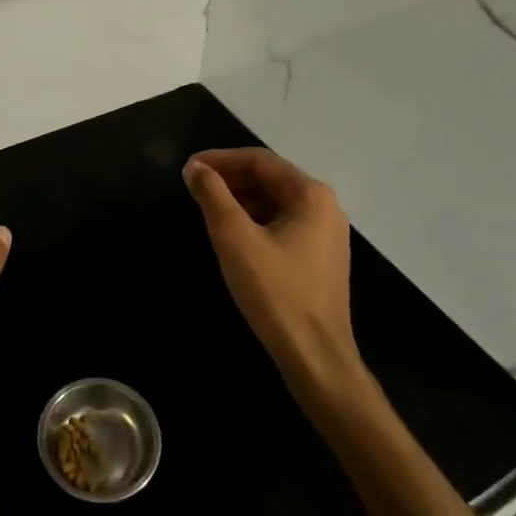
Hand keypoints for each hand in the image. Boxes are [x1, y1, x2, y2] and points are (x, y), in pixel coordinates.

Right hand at [183, 148, 357, 384]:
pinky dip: (255, 220)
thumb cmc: (275, 291)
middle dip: (230, 178)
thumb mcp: (234, 237)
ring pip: (276, 202)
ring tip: (207, 207)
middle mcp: (325, 206)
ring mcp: (326, 234)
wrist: (315, 356)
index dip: (220, 159)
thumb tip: (195, 168)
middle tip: (194, 186)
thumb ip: (213, 195)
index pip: (259, 160)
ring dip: (240, 199)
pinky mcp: (320, 258)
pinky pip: (283, 224)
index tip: (188, 168)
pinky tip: (232, 234)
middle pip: (270, 178)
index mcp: (311, 194)